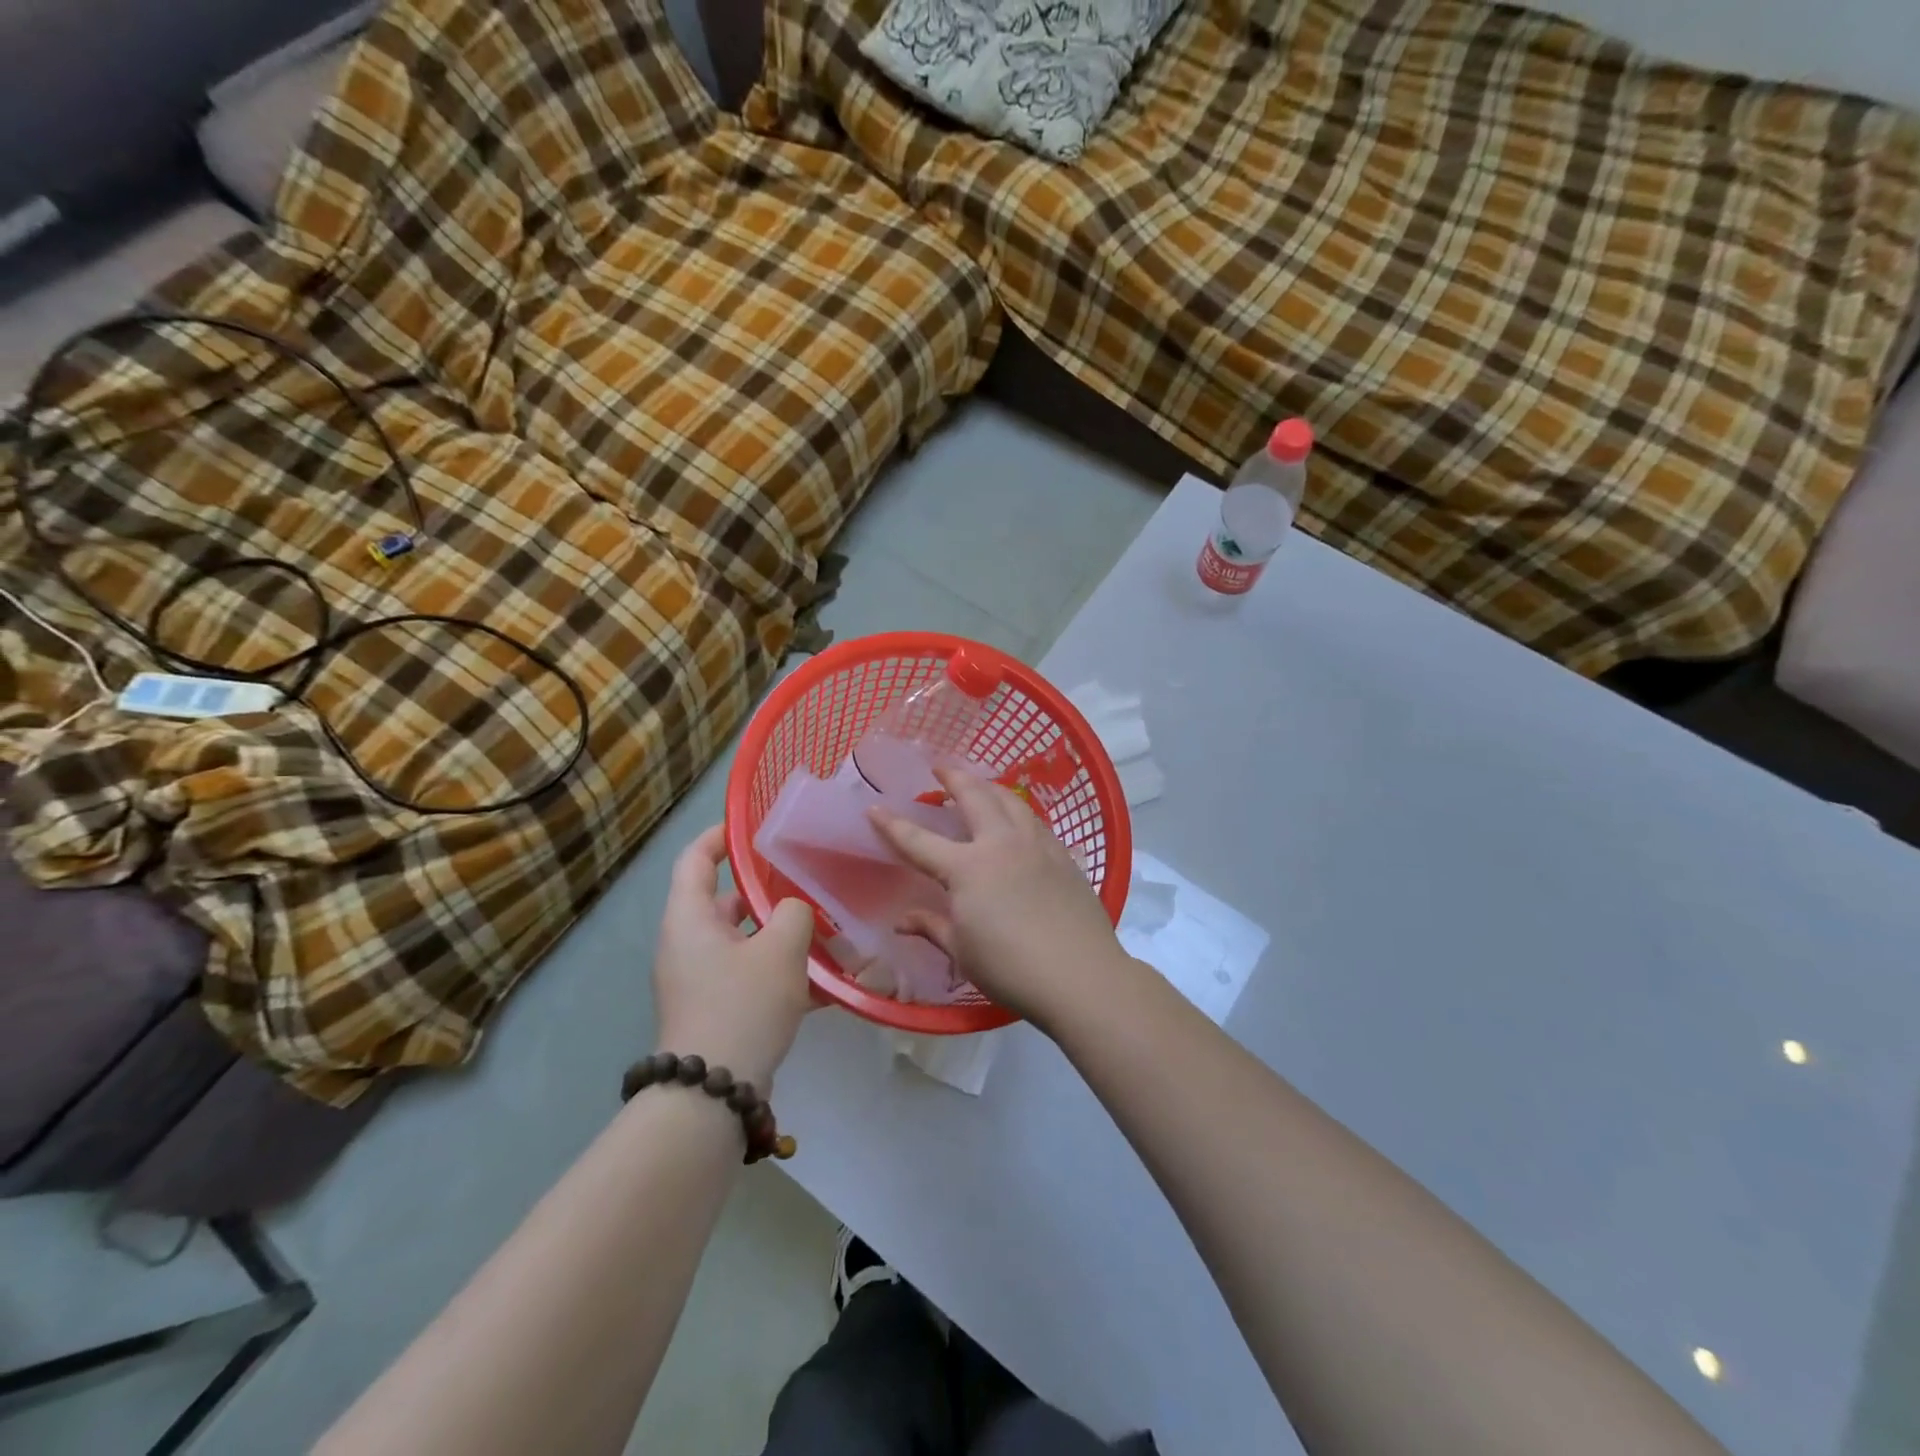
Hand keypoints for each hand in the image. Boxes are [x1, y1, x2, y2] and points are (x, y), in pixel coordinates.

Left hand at [651, 825, 814, 1089]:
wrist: (713, 1094)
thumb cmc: (742, 1005)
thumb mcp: (780, 949)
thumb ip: (793, 913)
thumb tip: (792, 911)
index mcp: (690, 918)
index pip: (695, 859)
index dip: (720, 836)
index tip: (753, 826)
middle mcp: (687, 944)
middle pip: (726, 901)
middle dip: (768, 891)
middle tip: (807, 879)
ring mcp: (700, 980)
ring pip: (744, 941)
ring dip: (781, 935)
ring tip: (827, 930)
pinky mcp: (716, 1010)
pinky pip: (751, 976)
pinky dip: (781, 972)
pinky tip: (826, 982)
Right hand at [870, 766, 1128, 1031]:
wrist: (1080, 975)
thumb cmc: (1011, 969)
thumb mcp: (962, 952)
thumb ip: (932, 927)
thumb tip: (902, 919)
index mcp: (968, 868)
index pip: (919, 841)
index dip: (892, 825)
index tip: (874, 808)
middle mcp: (1001, 844)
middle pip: (974, 797)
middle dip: (953, 777)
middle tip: (940, 767)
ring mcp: (1037, 846)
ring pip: (1011, 801)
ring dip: (990, 787)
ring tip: (980, 785)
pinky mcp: (1064, 856)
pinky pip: (1035, 821)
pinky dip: (1018, 811)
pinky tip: (1018, 820)